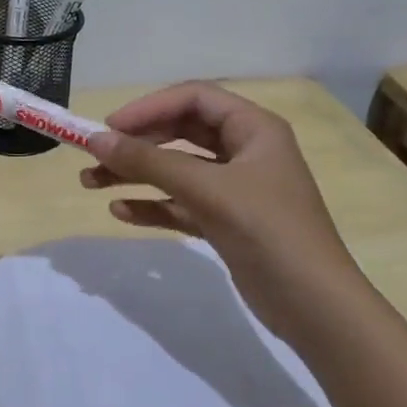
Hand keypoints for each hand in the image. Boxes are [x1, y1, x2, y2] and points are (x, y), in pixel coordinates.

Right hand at [80, 81, 361, 327]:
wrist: (315, 307)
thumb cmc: (268, 231)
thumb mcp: (207, 190)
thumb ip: (149, 163)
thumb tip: (95, 140)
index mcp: (254, 128)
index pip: (193, 99)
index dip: (148, 108)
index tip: (108, 128)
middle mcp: (245, 151)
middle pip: (180, 132)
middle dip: (136, 143)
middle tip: (94, 155)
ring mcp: (235, 188)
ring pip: (176, 169)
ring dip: (136, 174)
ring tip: (91, 182)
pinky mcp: (226, 222)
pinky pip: (181, 203)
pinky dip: (152, 205)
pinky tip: (121, 211)